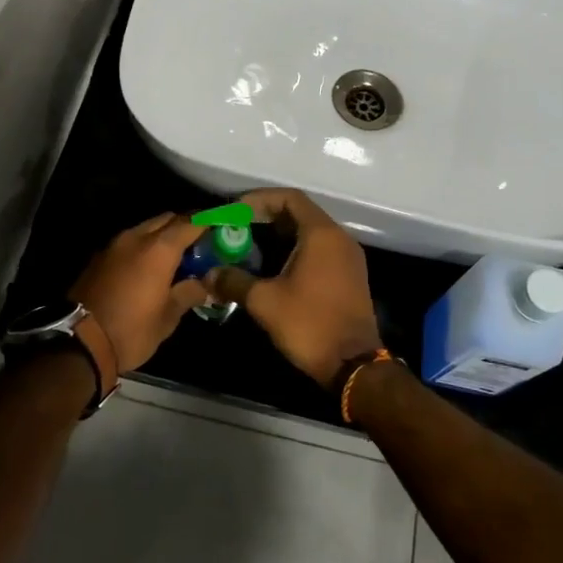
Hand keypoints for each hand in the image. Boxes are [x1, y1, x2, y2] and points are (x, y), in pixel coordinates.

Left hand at [70, 213, 210, 374]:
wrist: (79, 343)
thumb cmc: (131, 331)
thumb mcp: (168, 317)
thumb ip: (189, 292)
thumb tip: (206, 283)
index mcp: (158, 249)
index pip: (191, 222)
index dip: (210, 221)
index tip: (224, 225)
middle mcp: (136, 237)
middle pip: (167, 219)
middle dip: (186, 226)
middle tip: (201, 245)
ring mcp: (114, 245)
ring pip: (146, 228)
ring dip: (163, 236)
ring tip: (177, 258)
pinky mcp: (99, 257)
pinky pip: (130, 242)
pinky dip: (145, 247)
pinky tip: (150, 268)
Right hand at [204, 188, 381, 388]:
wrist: (353, 364)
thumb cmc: (309, 324)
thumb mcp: (265, 302)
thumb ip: (234, 281)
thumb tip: (209, 274)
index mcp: (321, 234)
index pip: (289, 198)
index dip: (259, 199)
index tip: (234, 212)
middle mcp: (339, 238)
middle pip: (300, 213)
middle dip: (265, 218)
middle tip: (236, 229)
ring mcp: (348, 258)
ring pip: (310, 233)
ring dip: (280, 236)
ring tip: (248, 248)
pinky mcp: (350, 276)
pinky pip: (320, 251)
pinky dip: (295, 251)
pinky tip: (273, 269)